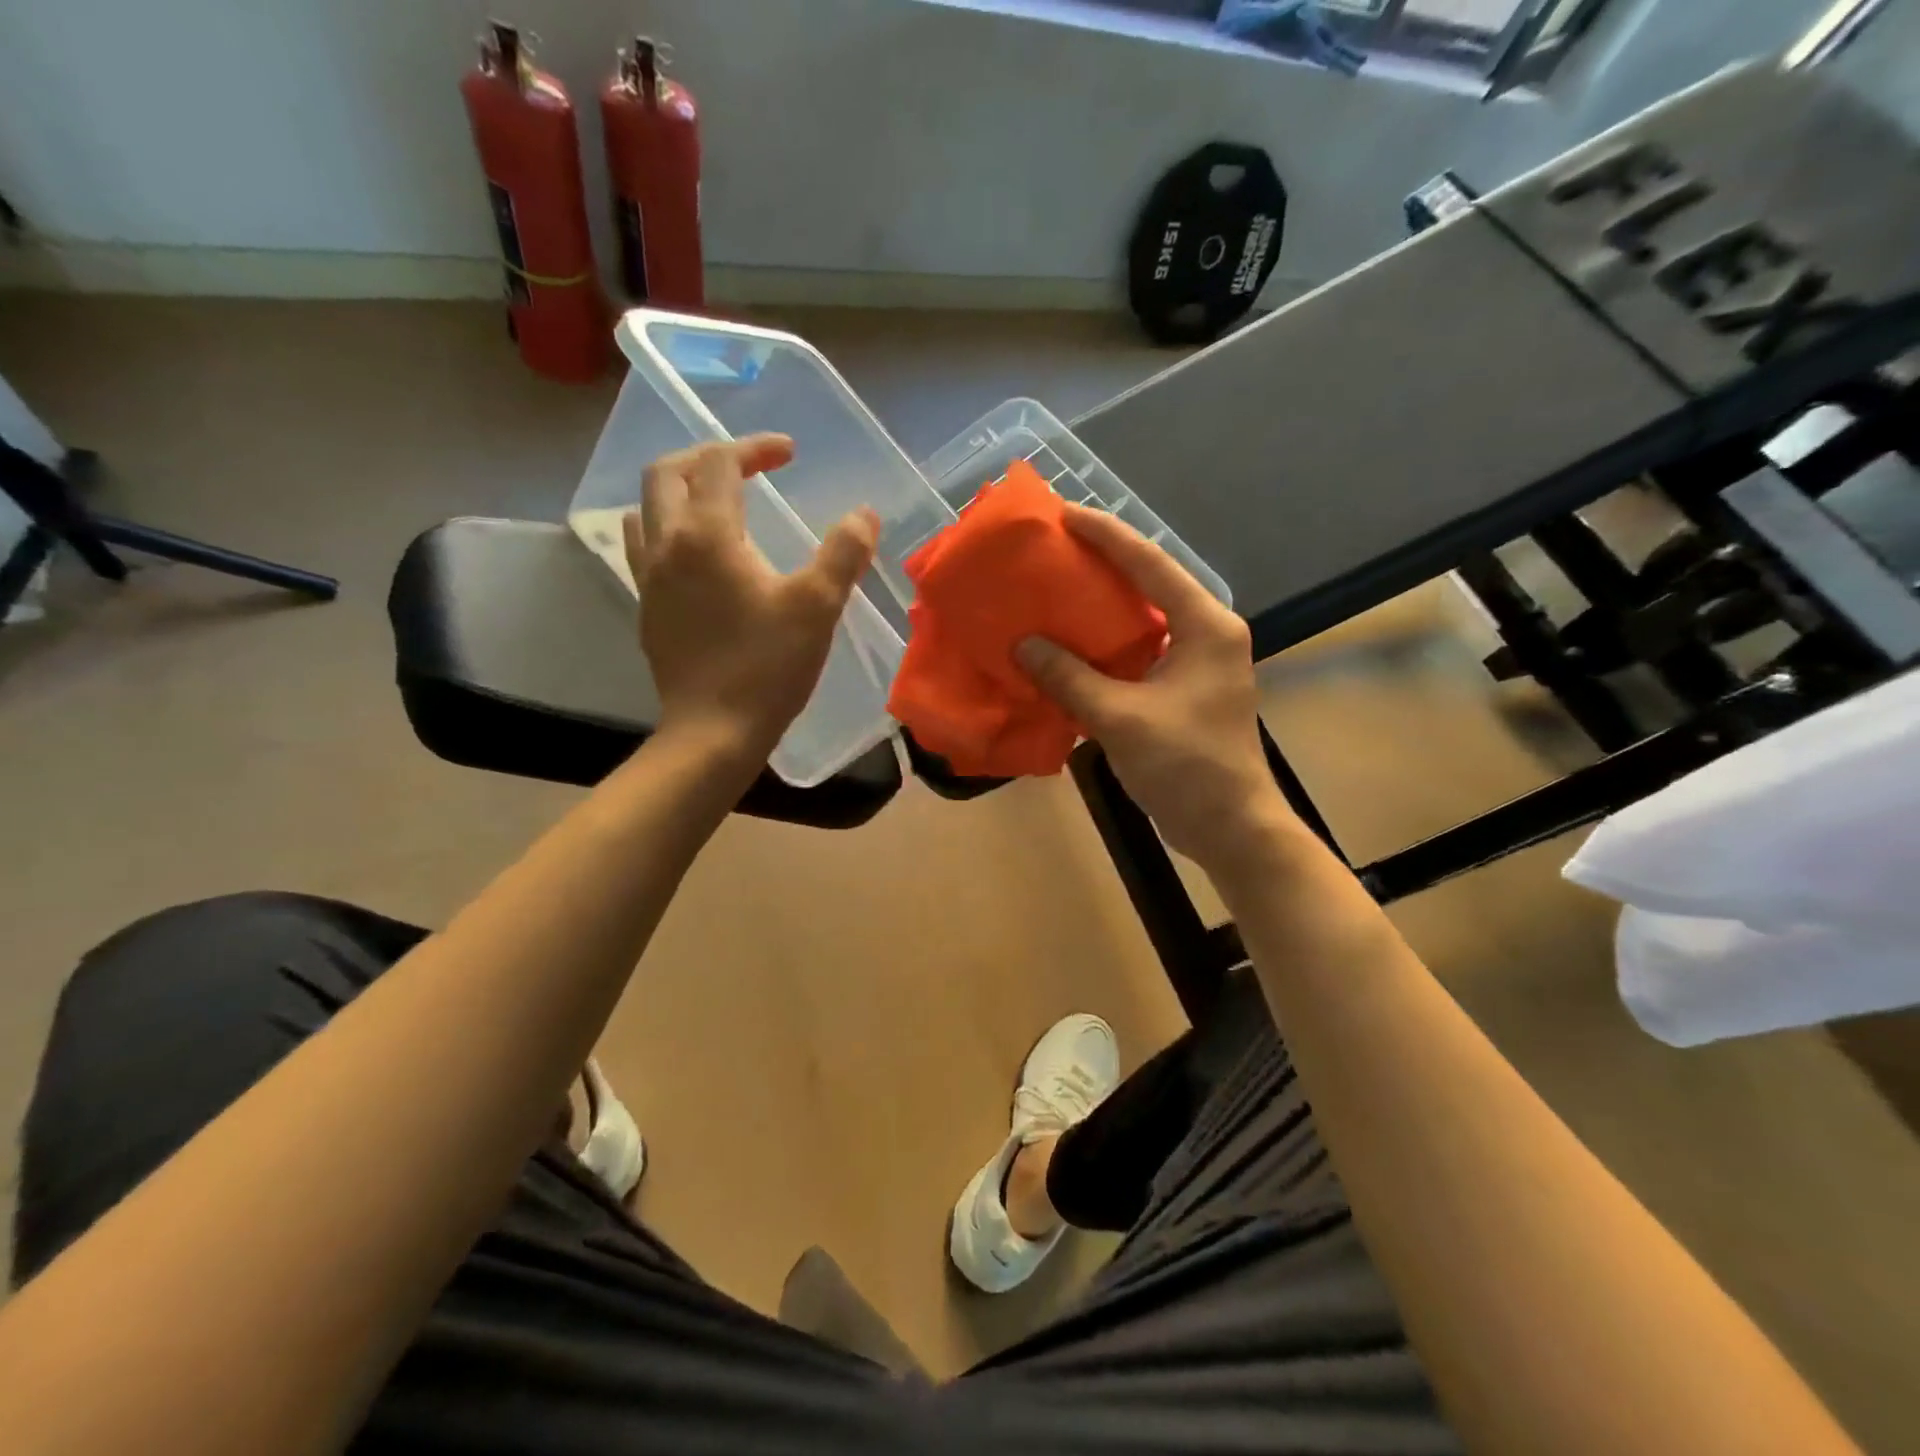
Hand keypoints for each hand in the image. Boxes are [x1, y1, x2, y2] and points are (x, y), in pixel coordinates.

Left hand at [624, 434, 876, 762]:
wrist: (713, 731)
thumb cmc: (768, 667)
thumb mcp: (818, 606)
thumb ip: (843, 553)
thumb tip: (864, 514)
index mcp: (707, 535)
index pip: (719, 462)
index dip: (755, 447)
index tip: (789, 455)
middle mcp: (667, 545)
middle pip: (668, 473)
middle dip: (707, 457)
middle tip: (747, 467)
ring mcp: (648, 578)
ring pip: (646, 509)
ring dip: (678, 491)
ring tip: (715, 503)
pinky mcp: (646, 609)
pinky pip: (643, 548)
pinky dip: (666, 530)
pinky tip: (695, 556)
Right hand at [1015, 505, 1293, 869]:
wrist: (1230, 828)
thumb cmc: (1186, 766)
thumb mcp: (1121, 718)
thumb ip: (1069, 678)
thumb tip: (1023, 644)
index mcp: (1205, 626)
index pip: (1151, 564)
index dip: (1107, 535)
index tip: (1064, 514)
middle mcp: (1206, 634)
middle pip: (1149, 585)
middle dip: (1102, 565)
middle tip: (1053, 550)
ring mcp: (1197, 664)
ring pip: (1142, 621)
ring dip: (1100, 609)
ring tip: (1054, 592)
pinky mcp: (1183, 691)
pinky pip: (1138, 654)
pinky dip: (1104, 649)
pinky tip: (1069, 648)